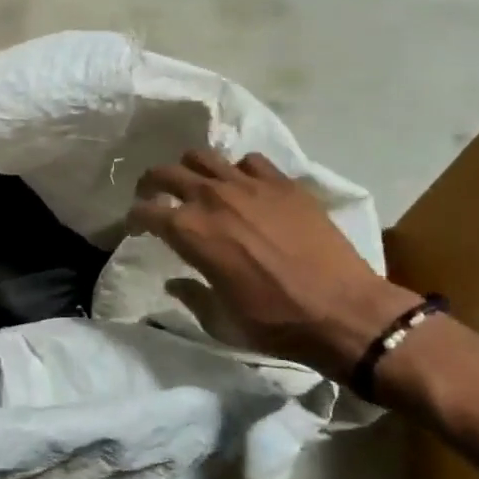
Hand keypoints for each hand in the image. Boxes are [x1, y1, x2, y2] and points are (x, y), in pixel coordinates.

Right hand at [129, 149, 418, 377]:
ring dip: (191, 170)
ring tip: (197, 186)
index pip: (144, 211)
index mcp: (190, 232)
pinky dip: (238, 171)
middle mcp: (213, 199)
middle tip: (155, 197)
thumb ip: (190, 295)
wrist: (345, 312)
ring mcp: (250, 185)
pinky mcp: (284, 184)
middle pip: (166, 173)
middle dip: (152, 184)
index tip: (136, 228)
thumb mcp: (220, 319)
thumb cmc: (275, 321)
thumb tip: (174, 283)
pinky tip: (244, 188)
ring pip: (203, 157)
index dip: (133, 219)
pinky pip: (249, 161)